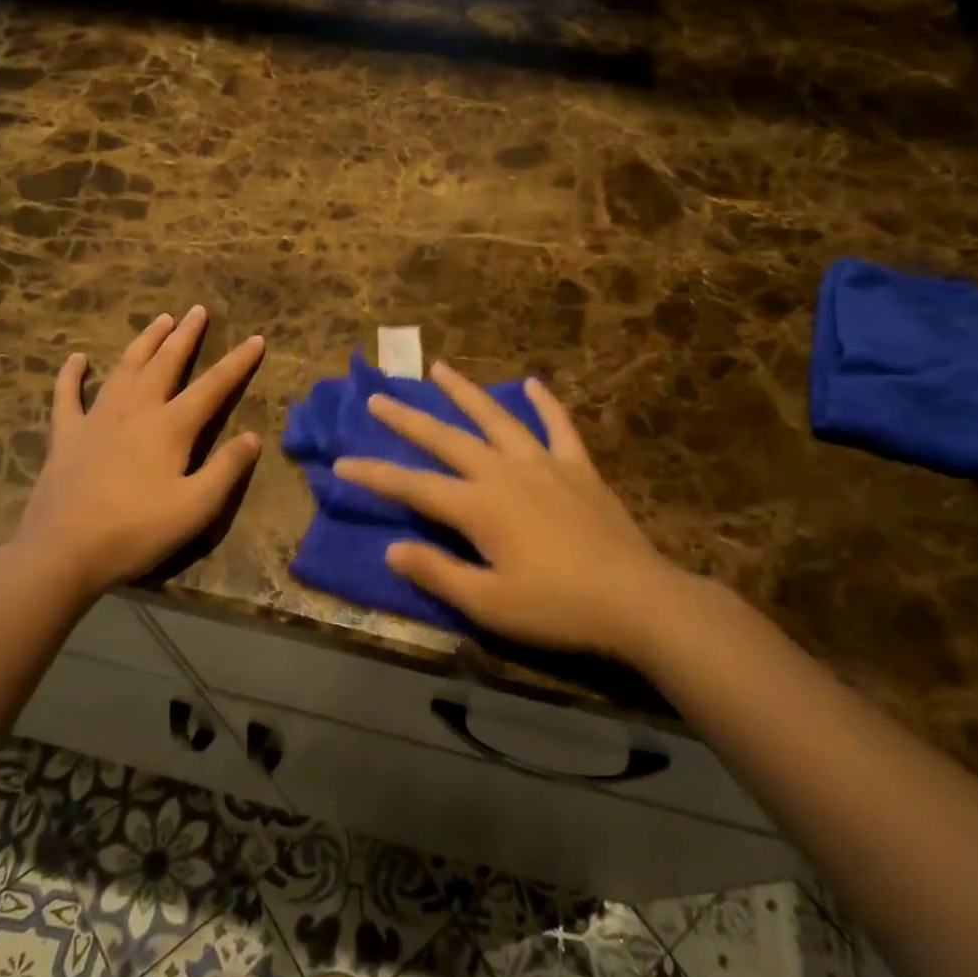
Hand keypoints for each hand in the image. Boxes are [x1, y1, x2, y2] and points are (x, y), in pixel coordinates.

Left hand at [11, 306, 264, 597]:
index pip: (213, 386)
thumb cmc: (136, 532)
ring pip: (124, 369)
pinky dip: (71, 375)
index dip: (237, 362)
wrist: (62, 553)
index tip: (256, 339)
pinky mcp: (65, 436)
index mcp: (170, 428)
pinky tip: (77, 359)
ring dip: (144, 342)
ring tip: (160, 320)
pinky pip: (67, 396)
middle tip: (198, 310)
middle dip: (186, 336)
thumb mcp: (196, 508)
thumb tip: (252, 436)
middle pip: (165, 364)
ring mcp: (96, 419)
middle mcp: (135, 411)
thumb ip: (226, 469)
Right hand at [333, 361, 684, 661]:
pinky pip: (558, 426)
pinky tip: (533, 384)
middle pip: (448, 439)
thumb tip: (391, 549)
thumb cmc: (557, 608)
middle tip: (379, 398)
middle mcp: (505, 472)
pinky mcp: (578, 467)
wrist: (636, 600)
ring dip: (466, 394)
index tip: (341, 462)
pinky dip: (545, 403)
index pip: (414, 486)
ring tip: (440, 369)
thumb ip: (437, 572)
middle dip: (409, 419)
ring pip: (497, 419)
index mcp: (479, 507)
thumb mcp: (489, 603)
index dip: (375, 474)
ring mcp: (544, 464)